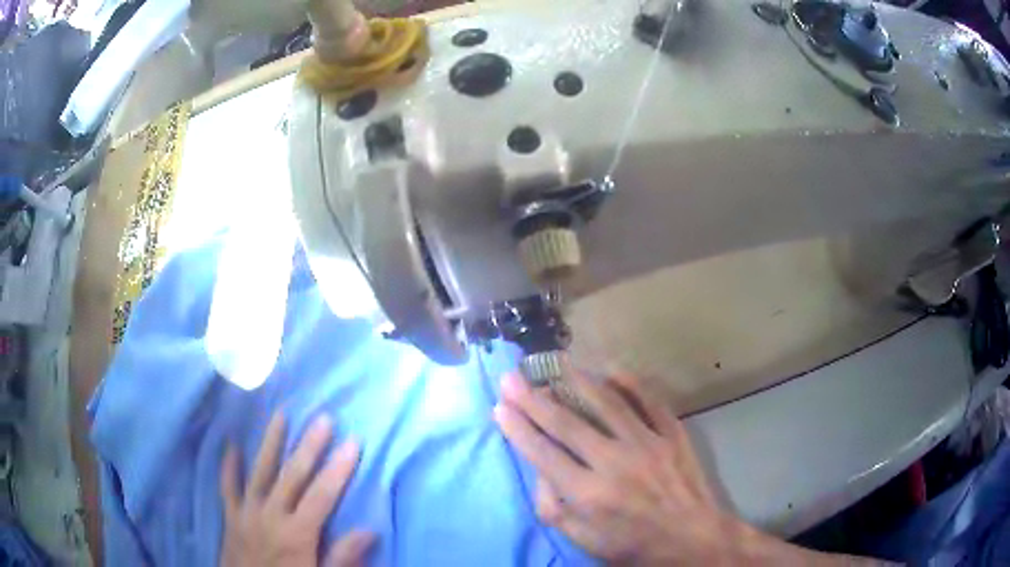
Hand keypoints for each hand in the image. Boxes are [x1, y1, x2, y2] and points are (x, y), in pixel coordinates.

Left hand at [220, 413, 373, 566]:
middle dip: (309, 446)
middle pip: (291, 476)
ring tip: (280, 415)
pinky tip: (231, 446)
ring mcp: (247, 513)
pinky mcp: (231, 516)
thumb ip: (343, 557)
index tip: (352, 442)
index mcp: (297, 534)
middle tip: (322, 418)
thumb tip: (369, 530)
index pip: (321, 495)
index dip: (338, 468)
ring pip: (259, 472)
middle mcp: (270, 516)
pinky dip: (229, 466)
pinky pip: (227, 487)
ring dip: (270, 443)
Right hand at [494, 370, 733, 563]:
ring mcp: (648, 443)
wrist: (693, 539)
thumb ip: (555, 509)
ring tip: (556, 362)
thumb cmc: (634, 545)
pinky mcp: (673, 434)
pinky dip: (631, 383)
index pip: (543, 453)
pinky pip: (650, 400)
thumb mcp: (585, 541)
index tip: (500, 406)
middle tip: (512, 377)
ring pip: (607, 403)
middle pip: (566, 423)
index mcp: (589, 494)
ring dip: (577, 380)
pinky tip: (612, 370)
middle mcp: (615, 463)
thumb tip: (541, 472)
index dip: (518, 428)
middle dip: (534, 399)